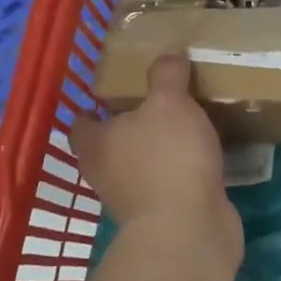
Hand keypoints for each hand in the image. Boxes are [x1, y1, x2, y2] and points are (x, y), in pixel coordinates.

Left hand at [73, 53, 242, 269]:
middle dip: (126, 126)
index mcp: (96, 143)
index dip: (90, 106)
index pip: (80, 122)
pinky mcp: (162, 217)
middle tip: (152, 100)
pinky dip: (177, 171)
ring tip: (181, 123)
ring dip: (154, 149)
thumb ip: (167, 75)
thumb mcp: (169, 103)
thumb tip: (168, 50)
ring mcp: (132, 199)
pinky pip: (166, 184)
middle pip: (108, 145)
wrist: (189, 230)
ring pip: (138, 165)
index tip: (109, 92)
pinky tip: (200, 154)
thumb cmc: (167, 158)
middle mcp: (105, 173)